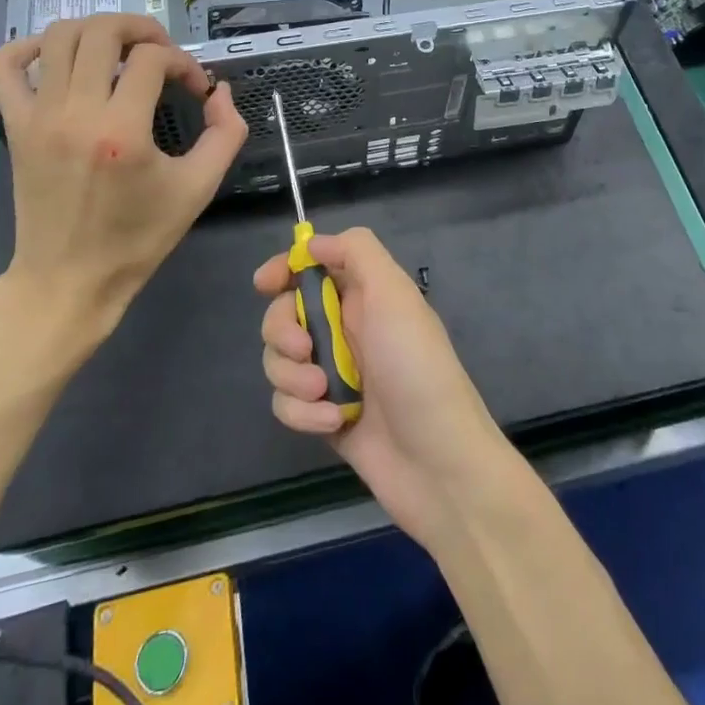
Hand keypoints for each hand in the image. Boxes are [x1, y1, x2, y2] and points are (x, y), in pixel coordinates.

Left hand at [0, 14, 246, 344]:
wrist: (69, 279)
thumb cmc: (138, 238)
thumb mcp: (199, 188)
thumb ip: (226, 133)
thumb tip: (219, 91)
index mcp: (122, 131)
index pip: (153, 59)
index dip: (184, 62)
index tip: (195, 89)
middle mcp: (75, 112)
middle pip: (103, 31)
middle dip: (142, 29)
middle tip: (162, 53)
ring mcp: (37, 116)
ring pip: (59, 35)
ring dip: (97, 30)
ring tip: (120, 50)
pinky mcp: (14, 125)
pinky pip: (3, 64)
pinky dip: (28, 45)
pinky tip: (57, 56)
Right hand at [254, 227, 512, 549]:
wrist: (439, 462)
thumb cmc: (416, 367)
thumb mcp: (394, 294)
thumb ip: (356, 253)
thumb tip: (312, 243)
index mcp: (364, 294)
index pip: (312, 267)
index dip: (284, 269)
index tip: (265, 284)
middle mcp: (346, 329)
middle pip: (284, 313)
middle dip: (283, 330)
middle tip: (304, 349)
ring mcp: (334, 374)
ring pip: (280, 360)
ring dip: (293, 377)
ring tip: (325, 394)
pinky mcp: (324, 416)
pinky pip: (287, 404)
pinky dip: (303, 413)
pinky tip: (334, 423)